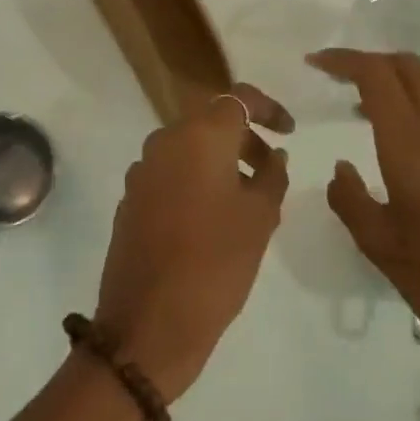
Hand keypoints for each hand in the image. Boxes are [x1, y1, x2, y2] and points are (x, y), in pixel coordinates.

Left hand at [92, 84, 293, 401]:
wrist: (148, 322)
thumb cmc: (216, 264)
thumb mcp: (260, 219)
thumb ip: (272, 176)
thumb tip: (273, 156)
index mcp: (198, 137)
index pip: (237, 98)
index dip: (268, 108)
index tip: (289, 131)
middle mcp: (164, 141)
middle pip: (210, 122)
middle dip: (244, 138)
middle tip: (271, 170)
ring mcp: (141, 170)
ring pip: (188, 148)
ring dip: (219, 161)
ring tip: (247, 200)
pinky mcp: (130, 198)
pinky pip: (169, 174)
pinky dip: (194, 180)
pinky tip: (211, 219)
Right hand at [310, 50, 419, 420]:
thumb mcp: (382, 249)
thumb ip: (351, 201)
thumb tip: (341, 169)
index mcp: (413, 147)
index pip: (378, 76)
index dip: (345, 60)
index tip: (317, 63)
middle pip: (413, 70)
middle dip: (374, 63)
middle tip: (343, 83)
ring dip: (404, 88)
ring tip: (373, 117)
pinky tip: (419, 165)